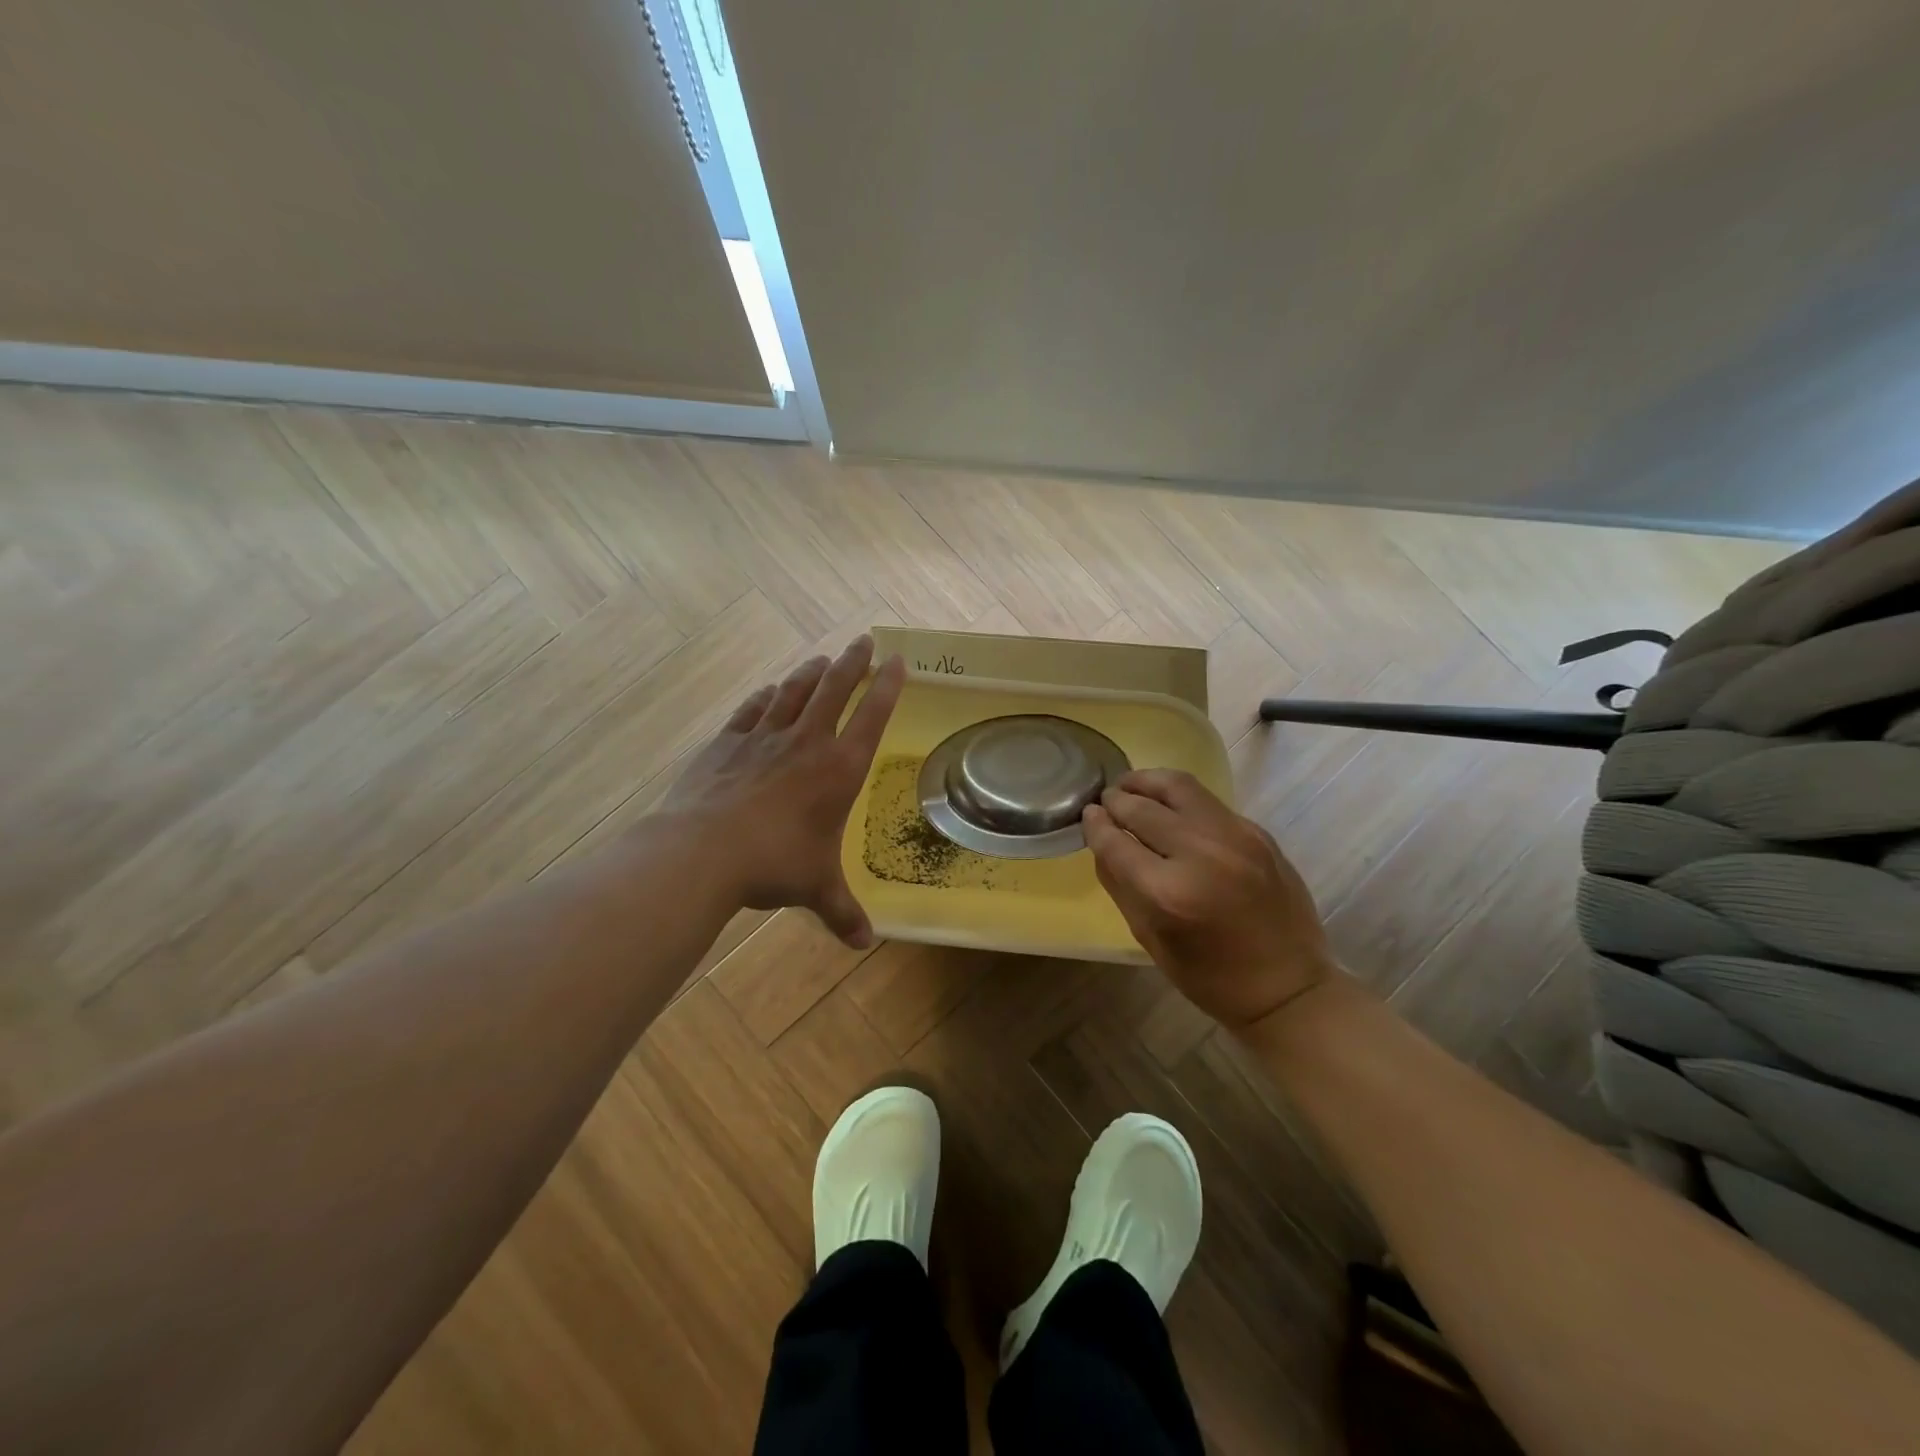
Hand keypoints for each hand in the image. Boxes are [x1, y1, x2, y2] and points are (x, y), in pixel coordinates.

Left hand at [661, 635, 904, 947]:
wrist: (703, 850)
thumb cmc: (774, 864)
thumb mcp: (816, 888)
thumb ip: (842, 912)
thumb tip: (864, 944)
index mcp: (838, 769)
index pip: (872, 716)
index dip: (888, 686)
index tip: (898, 661)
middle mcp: (806, 743)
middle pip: (834, 689)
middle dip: (853, 662)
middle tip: (864, 641)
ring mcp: (764, 737)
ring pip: (794, 691)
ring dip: (811, 672)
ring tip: (822, 658)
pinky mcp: (727, 742)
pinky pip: (752, 709)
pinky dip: (765, 696)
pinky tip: (769, 690)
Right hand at [1083, 769, 1333, 1026]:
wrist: (1289, 986)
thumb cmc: (1210, 976)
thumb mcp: (1149, 937)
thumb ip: (1119, 883)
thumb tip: (1100, 839)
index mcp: (1168, 893)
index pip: (1115, 841)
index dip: (1095, 825)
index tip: (1087, 816)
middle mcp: (1201, 854)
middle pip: (1142, 808)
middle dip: (1116, 801)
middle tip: (1106, 801)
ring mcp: (1234, 837)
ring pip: (1179, 786)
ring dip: (1147, 782)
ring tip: (1132, 785)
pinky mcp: (1257, 832)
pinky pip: (1207, 802)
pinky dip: (1180, 799)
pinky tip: (1170, 807)